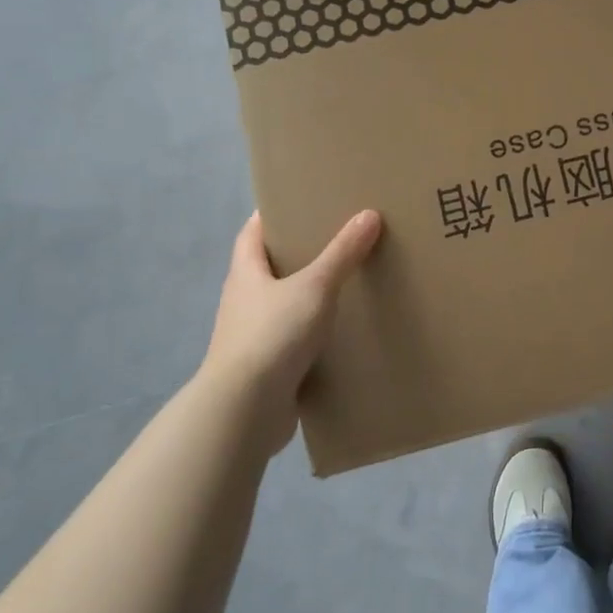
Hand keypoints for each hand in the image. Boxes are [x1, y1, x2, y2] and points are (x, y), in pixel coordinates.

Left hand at [200, 209, 382, 450]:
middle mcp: (244, 302)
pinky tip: (341, 333)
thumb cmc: (273, 335)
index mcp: (246, 274)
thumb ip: (342, 253)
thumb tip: (368, 214)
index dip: (271, 216)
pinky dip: (314, 334)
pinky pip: (293, 341)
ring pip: (283, 306)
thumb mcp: (314, 287)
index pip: (251, 234)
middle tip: (337, 239)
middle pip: (268, 269)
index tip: (298, 203)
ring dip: (307, 297)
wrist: (245, 410)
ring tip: (347, 284)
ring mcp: (253, 338)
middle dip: (297, 255)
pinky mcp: (267, 369)